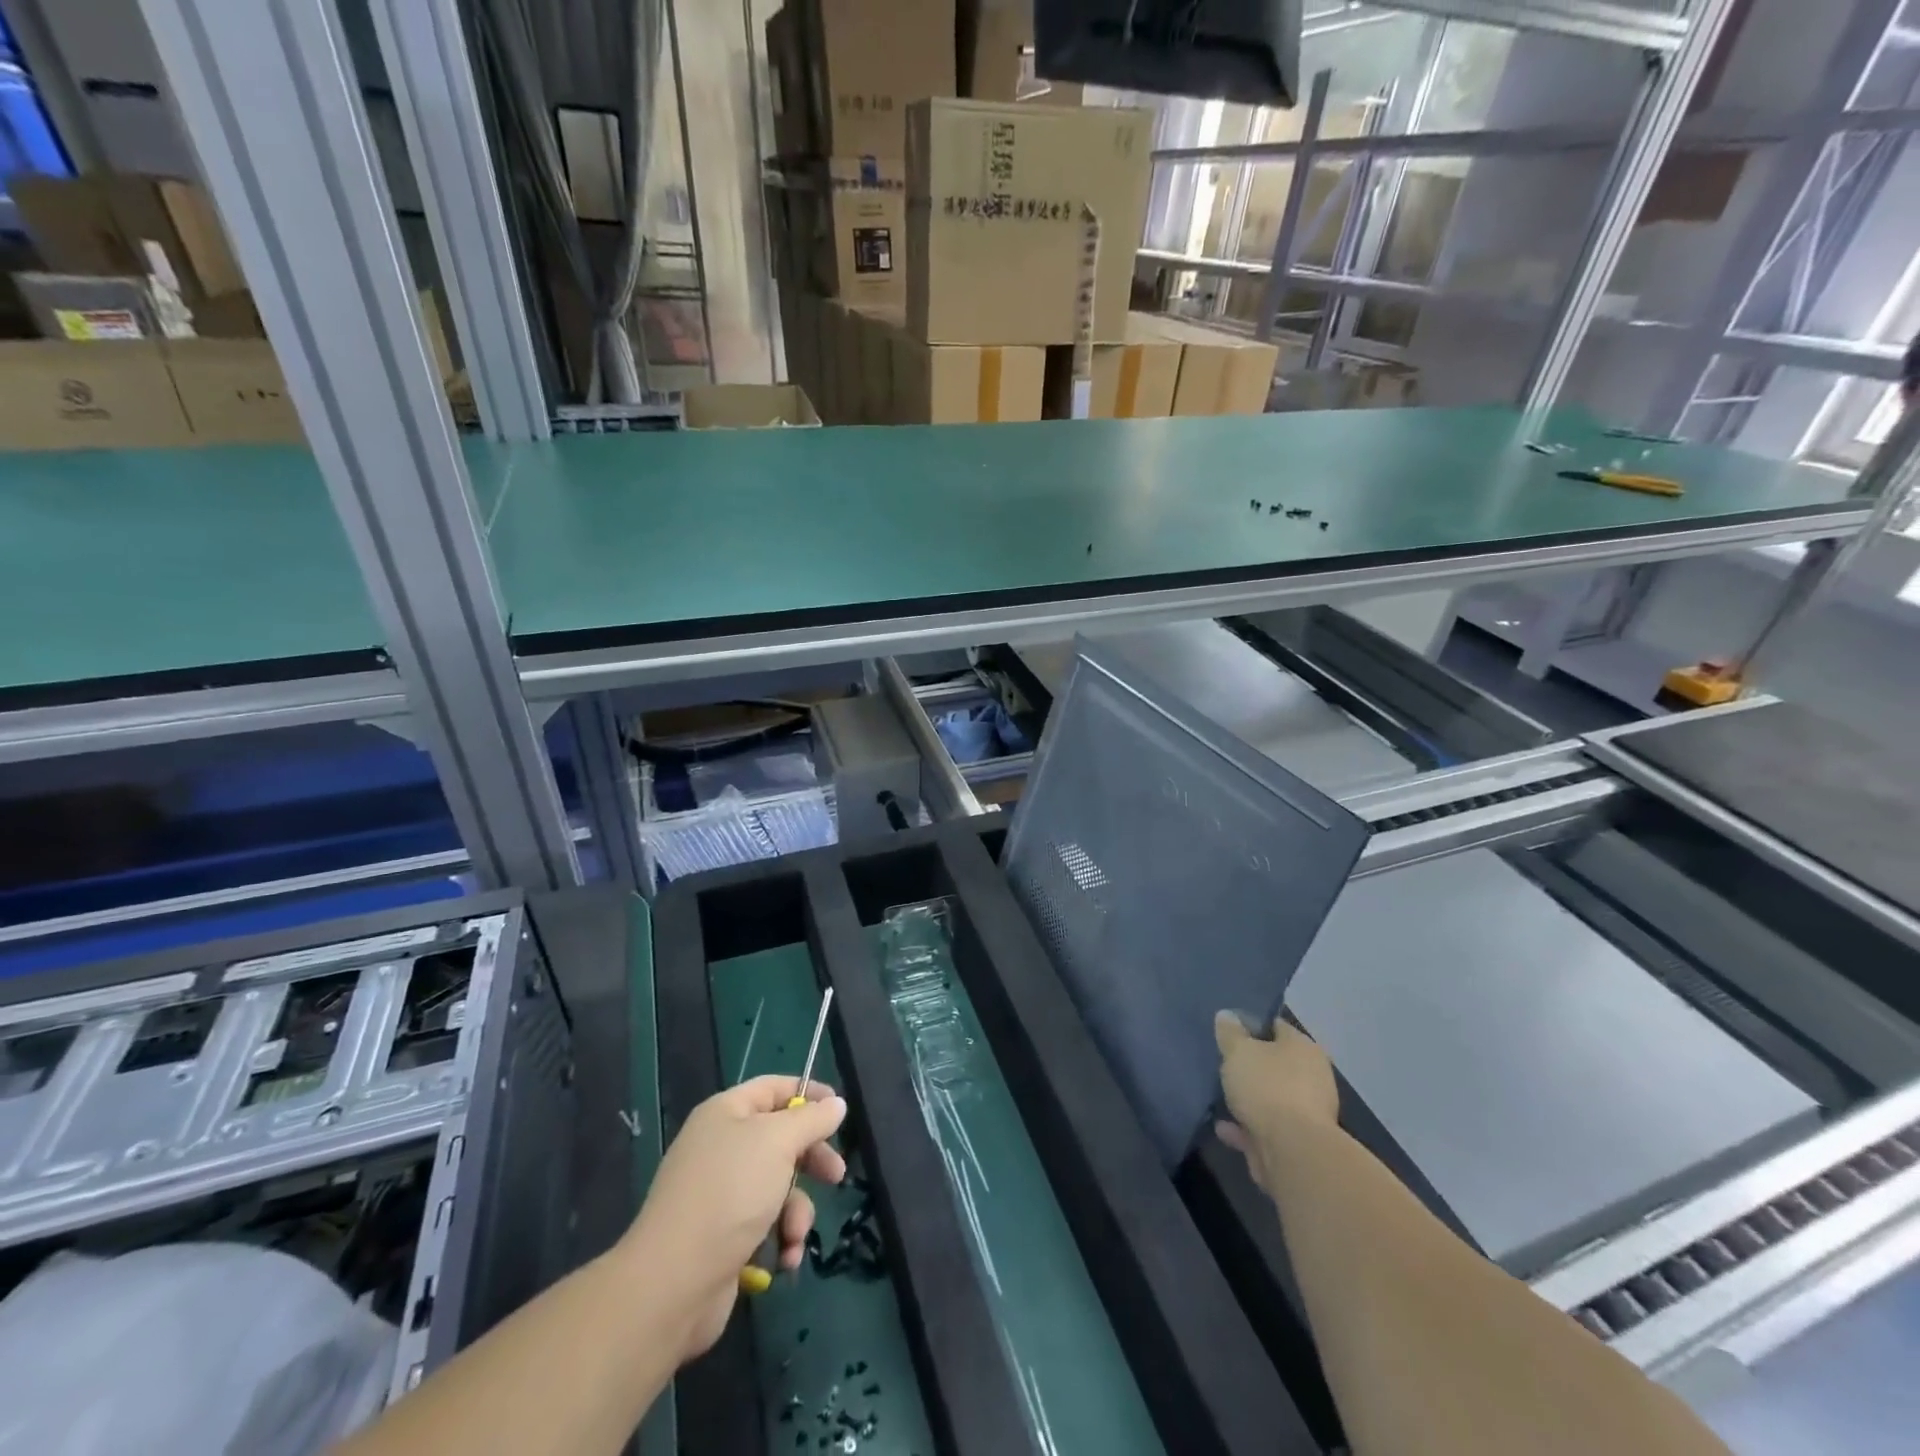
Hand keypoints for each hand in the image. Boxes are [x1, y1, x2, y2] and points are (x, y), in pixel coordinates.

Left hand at [620, 1075, 847, 1361]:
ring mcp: (720, 1193)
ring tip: (794, 1234)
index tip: (840, 1112)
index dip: (809, 1094)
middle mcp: (721, 1147)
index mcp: (726, 1113)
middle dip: (811, 1160)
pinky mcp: (723, 1237)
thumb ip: (812, 1120)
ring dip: (796, 1211)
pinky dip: (779, 1239)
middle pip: (781, 1139)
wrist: (673, 1284)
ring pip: (778, 1186)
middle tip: (836, 1175)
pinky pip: (765, 1224)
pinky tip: (784, 1258)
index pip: (774, 1088)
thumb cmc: (730, 1193)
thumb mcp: (778, 1142)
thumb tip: (836, 1104)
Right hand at [1214, 1012, 1338, 1196]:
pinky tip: (1223, 1128)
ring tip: (1219, 1097)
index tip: (1227, 1030)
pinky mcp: (1297, 1143)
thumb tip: (1227, 1016)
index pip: (1276, 1026)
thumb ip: (1230, 1033)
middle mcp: (1312, 1077)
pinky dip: (1246, 1127)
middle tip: (1222, 1063)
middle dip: (1250, 1066)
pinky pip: (1266, 1127)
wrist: (1292, 1152)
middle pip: (1274, 1064)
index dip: (1251, 1025)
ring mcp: (1307, 1113)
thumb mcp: (1238, 1051)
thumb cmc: (1267, 1088)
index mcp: (1304, 1048)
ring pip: (1270, 1098)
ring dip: (1247, 1099)